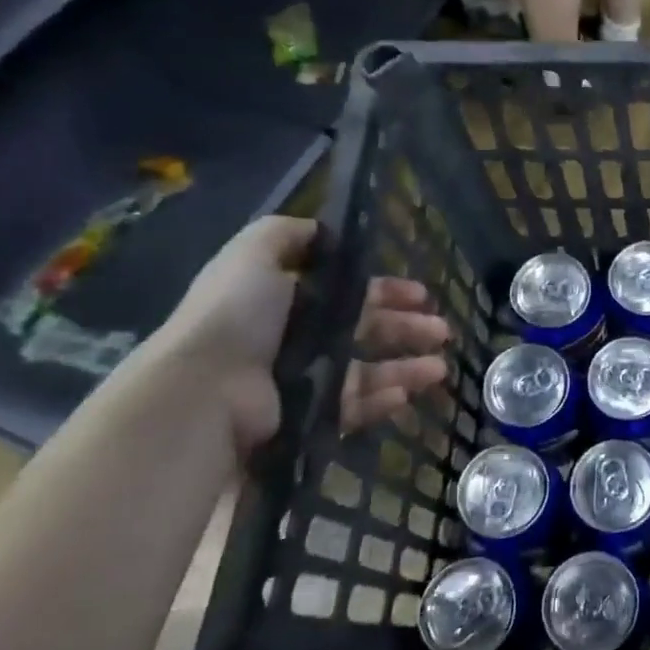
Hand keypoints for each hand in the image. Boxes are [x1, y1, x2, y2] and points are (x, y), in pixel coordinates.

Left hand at [154, 216, 451, 455]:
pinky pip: (353, 406)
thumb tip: (323, 231)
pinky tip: (407, 395)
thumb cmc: (236, 316)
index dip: (387, 291)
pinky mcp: (308, 417)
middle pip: (364, 330)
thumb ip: (287, 235)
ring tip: (440, 368)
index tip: (422, 294)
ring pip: (367, 370)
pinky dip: (381, 400)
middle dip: (406, 328)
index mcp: (286, 298)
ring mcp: (302, 379)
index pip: (349, 292)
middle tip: (442, 331)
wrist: (206, 389)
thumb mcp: (254, 254)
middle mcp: (296, 337)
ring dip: (405, 367)